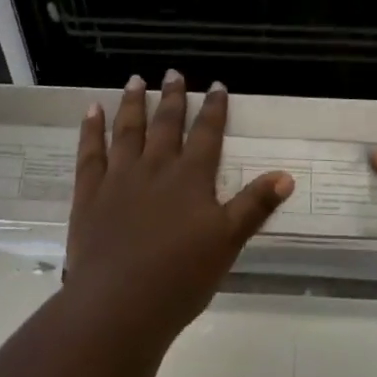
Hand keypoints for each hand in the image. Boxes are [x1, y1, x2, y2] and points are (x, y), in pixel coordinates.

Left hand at [63, 71, 294, 344]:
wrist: (120, 304)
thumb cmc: (181, 277)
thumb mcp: (228, 242)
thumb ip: (255, 206)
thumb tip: (286, 175)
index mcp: (190, 178)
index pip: (207, 134)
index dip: (215, 108)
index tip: (217, 84)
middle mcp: (155, 167)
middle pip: (166, 124)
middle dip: (173, 97)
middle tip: (173, 72)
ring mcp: (120, 177)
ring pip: (128, 130)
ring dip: (133, 103)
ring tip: (135, 80)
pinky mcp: (90, 193)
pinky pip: (90, 152)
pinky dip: (91, 129)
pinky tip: (92, 110)